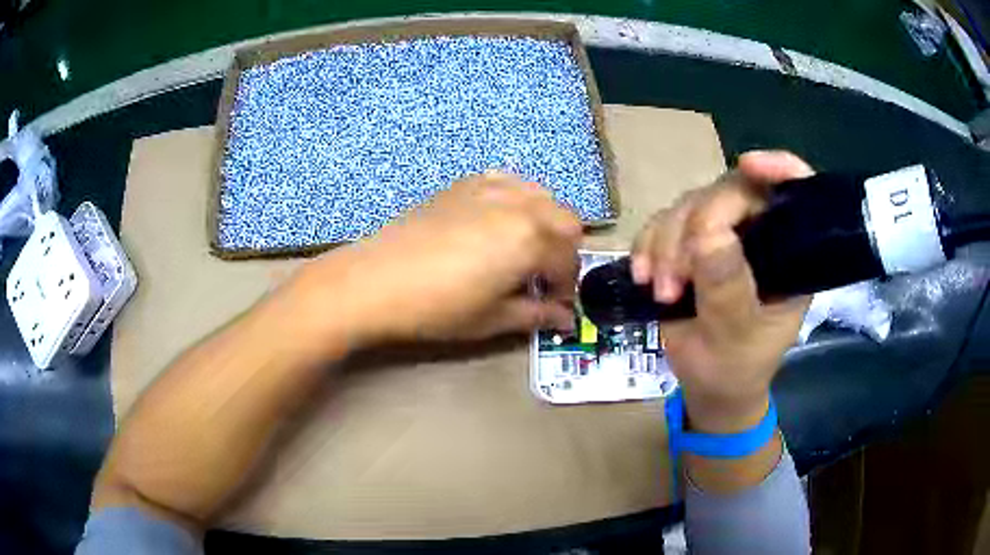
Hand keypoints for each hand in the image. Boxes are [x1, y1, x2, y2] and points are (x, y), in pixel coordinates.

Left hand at [285, 172, 581, 348]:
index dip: (566, 288)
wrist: (375, 281)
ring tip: (524, 248)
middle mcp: (519, 205)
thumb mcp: (492, 320)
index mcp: (531, 240)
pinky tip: (498, 220)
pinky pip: (508, 181)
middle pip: (568, 221)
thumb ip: (536, 316)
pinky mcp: (464, 184)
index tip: (554, 306)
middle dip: (564, 251)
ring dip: (545, 222)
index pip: (569, 262)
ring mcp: (491, 188)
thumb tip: (566, 319)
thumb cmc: (436, 308)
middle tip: (542, 278)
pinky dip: (517, 199)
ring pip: (542, 196)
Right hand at [631, 151, 813, 432]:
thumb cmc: (736, 367)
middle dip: (696, 227)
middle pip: (729, 192)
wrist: (708, 385)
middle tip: (675, 277)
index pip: (795, 193)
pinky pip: (662, 223)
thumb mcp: (736, 337)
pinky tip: (642, 275)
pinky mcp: (689, 243)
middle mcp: (759, 234)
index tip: (749, 165)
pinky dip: (647, 245)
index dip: (779, 168)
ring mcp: (723, 235)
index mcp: (790, 253)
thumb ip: (727, 289)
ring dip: (666, 243)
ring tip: (661, 291)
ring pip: (689, 205)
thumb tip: (708, 233)